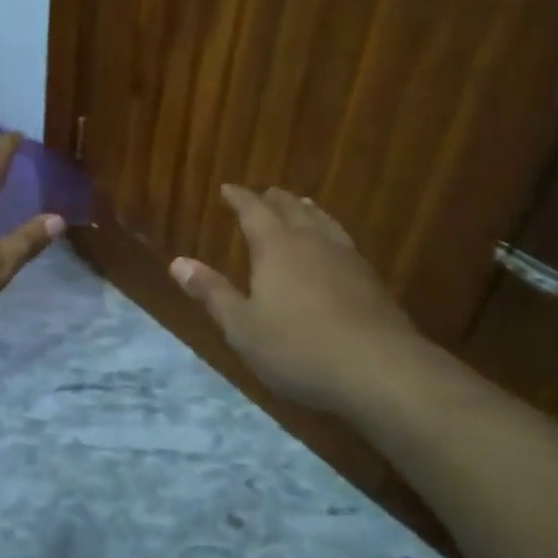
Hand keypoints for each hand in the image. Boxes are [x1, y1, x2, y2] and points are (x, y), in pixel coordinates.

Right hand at [171, 186, 422, 413]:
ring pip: (323, 221)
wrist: (380, 369)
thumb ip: (212, 293)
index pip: (253, 209)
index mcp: (276, 246)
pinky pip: (344, 241)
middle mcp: (311, 241)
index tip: (228, 188)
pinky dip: (331, 233)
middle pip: (291, 208)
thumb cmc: (299, 347)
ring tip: (302, 205)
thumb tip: (178, 262)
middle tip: (264, 193)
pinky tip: (335, 249)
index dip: (239, 197)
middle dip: (274, 199)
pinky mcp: (371, 279)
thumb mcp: (242, 327)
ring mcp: (346, 257)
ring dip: (307, 210)